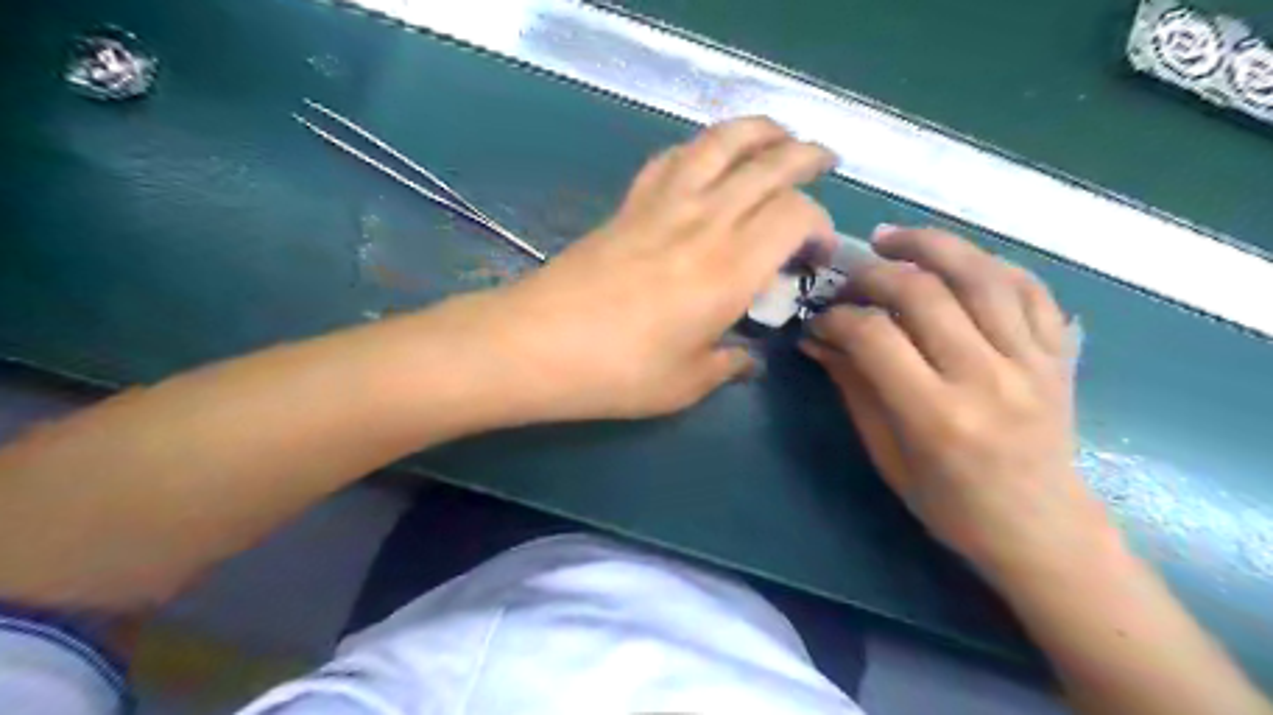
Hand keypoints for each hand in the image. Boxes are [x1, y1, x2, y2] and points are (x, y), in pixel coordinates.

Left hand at [464, 114, 842, 418]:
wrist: (536, 344)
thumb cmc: (617, 372)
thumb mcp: (685, 383)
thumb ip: (727, 365)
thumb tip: (748, 361)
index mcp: (730, 269)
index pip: (795, 216)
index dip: (819, 225)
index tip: (815, 255)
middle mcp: (705, 222)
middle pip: (768, 164)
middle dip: (805, 156)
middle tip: (824, 161)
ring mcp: (662, 205)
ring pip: (720, 142)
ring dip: (757, 130)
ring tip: (777, 134)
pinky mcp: (629, 204)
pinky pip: (671, 157)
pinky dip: (698, 147)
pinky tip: (704, 157)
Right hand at [805, 227, 1116, 584]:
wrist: (1042, 529)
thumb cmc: (951, 505)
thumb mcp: (887, 454)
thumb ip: (854, 388)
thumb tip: (818, 340)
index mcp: (937, 416)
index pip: (875, 337)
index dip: (837, 318)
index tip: (820, 319)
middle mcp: (987, 379)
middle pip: (925, 293)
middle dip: (874, 273)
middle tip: (849, 275)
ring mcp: (1031, 362)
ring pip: (981, 275)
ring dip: (931, 245)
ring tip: (894, 237)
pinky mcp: (1057, 356)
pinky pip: (1029, 288)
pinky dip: (988, 263)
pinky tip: (957, 260)